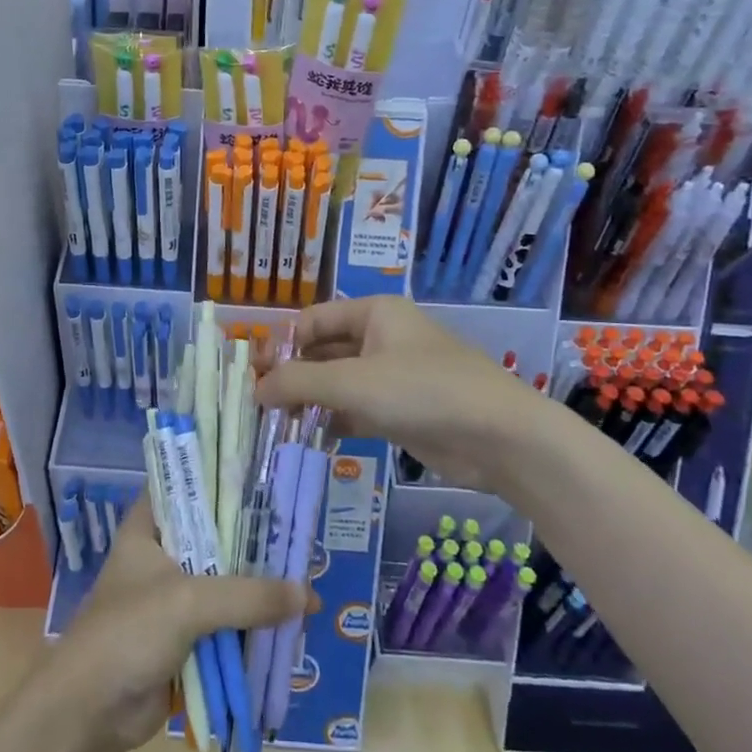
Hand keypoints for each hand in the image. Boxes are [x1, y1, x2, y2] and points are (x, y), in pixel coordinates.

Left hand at [37, 502, 304, 751]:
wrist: (89, 713)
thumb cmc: (128, 633)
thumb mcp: (189, 602)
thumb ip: (248, 596)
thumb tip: (309, 595)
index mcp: (148, 529)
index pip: (186, 487)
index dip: (221, 480)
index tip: (264, 478)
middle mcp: (161, 556)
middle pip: (215, 539)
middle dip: (253, 543)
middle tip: (298, 535)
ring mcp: (172, 599)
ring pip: (224, 584)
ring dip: (257, 589)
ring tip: (306, 580)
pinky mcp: (184, 639)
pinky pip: (225, 625)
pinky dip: (251, 626)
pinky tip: (288, 623)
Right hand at [256, 297, 546, 489]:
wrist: (499, 437)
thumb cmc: (423, 391)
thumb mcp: (353, 383)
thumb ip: (299, 383)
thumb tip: (255, 389)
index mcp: (373, 313)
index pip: (312, 321)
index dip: (281, 344)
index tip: (252, 375)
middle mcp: (381, 337)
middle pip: (324, 351)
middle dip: (293, 375)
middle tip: (259, 404)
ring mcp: (393, 375)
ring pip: (339, 383)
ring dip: (311, 401)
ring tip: (277, 425)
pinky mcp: (402, 410)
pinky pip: (356, 409)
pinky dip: (334, 420)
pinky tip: (310, 438)